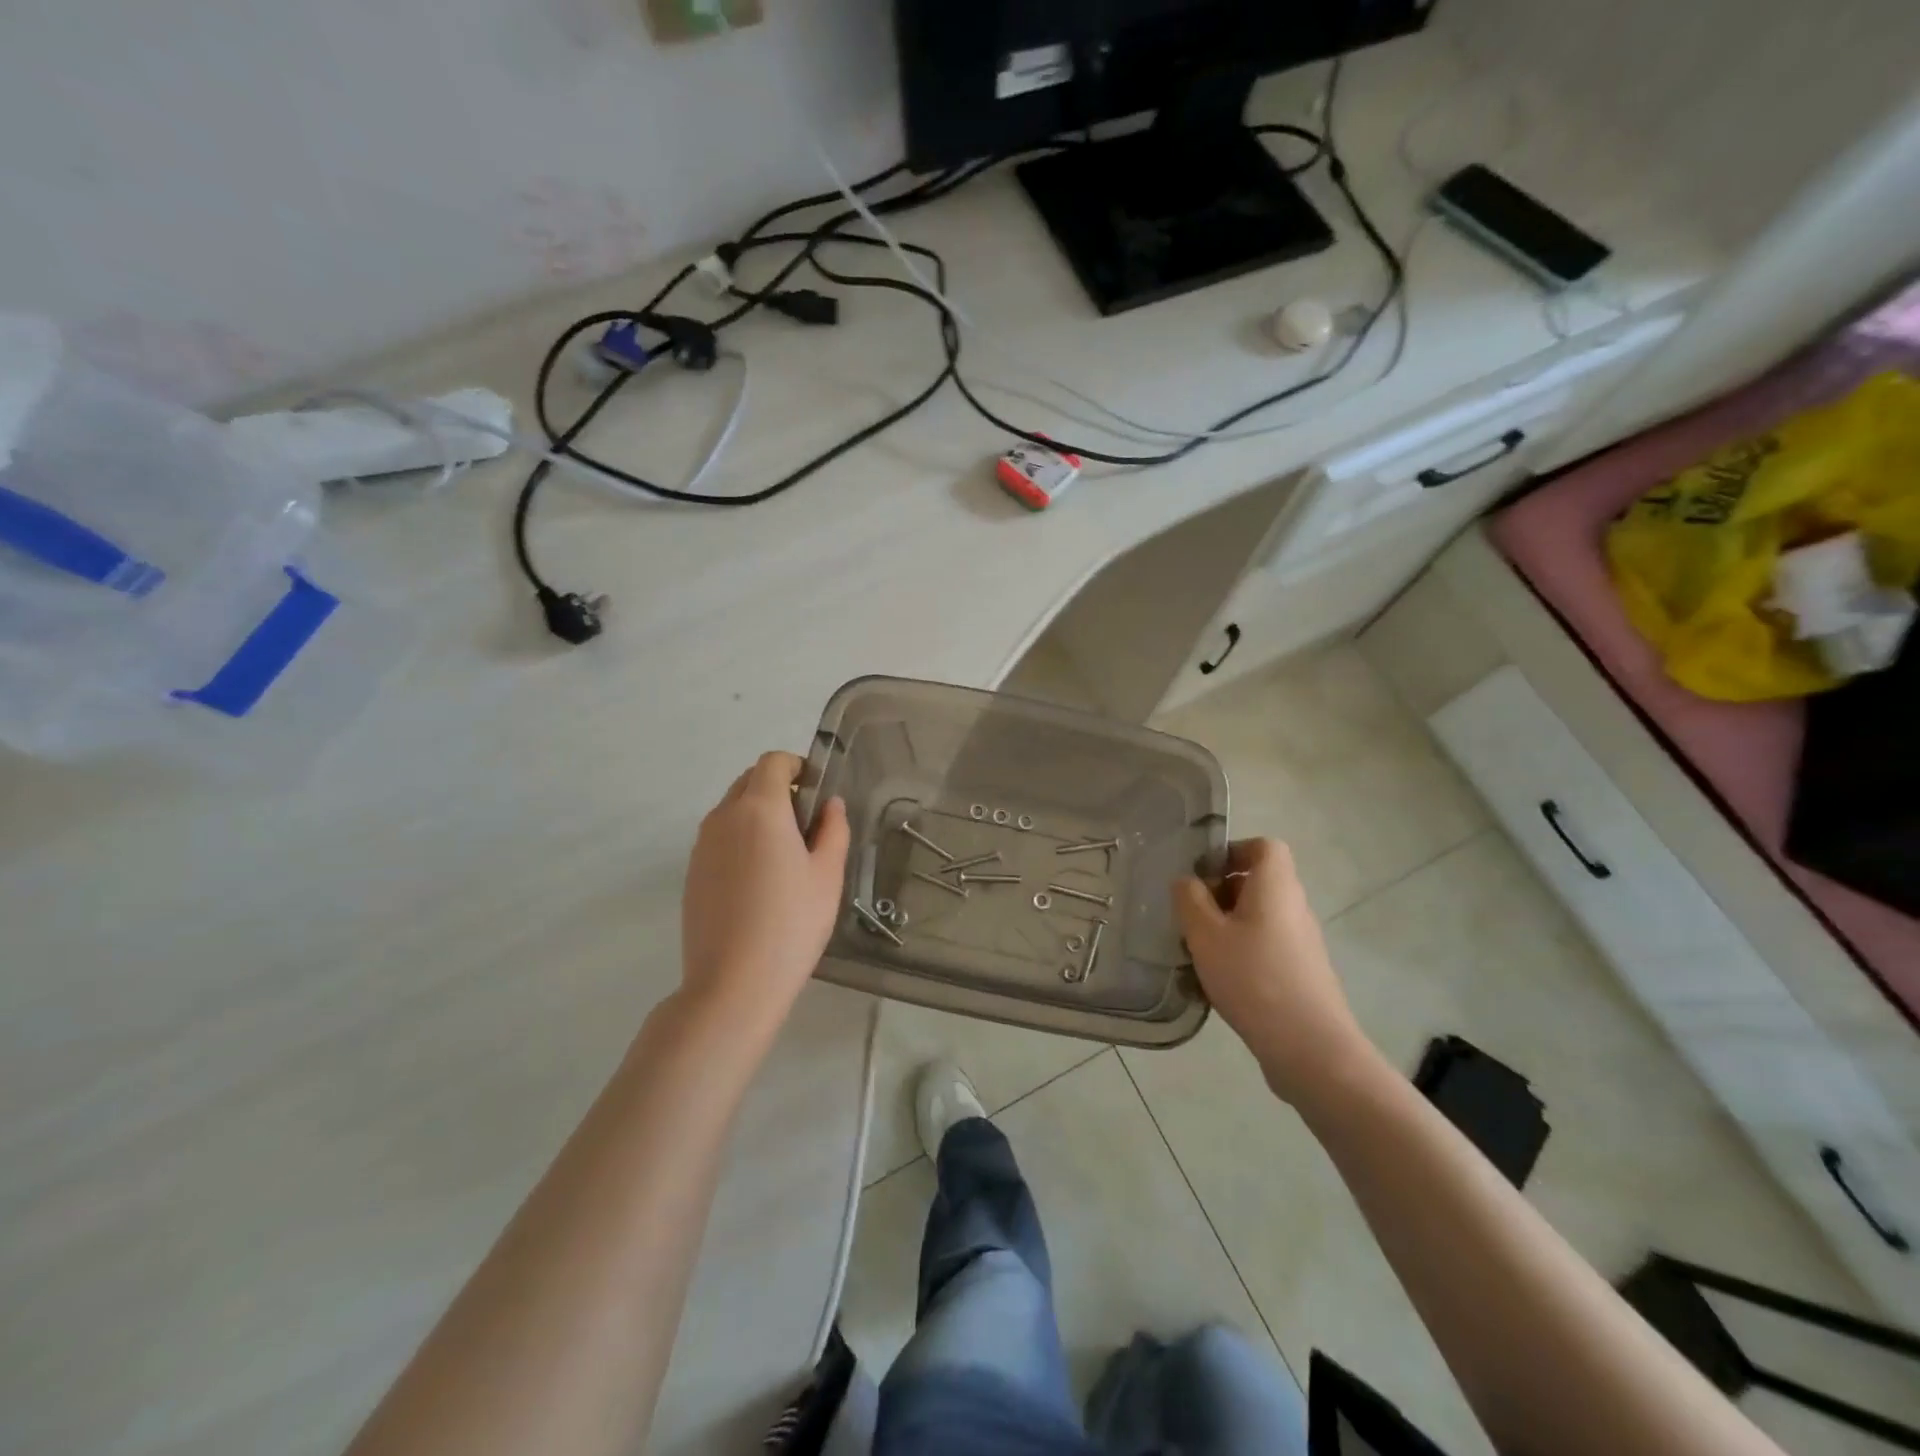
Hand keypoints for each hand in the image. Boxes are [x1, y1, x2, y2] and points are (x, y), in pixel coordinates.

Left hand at [680, 752, 849, 1030]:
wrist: (734, 982)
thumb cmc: (792, 923)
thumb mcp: (828, 875)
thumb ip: (833, 830)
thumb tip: (830, 805)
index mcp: (760, 809)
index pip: (773, 762)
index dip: (797, 766)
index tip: (816, 793)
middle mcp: (724, 817)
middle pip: (749, 781)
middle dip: (778, 788)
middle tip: (806, 825)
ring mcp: (702, 845)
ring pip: (731, 809)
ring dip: (757, 814)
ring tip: (783, 856)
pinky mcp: (691, 872)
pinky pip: (719, 837)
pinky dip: (740, 839)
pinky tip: (758, 881)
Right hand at [1173, 839, 1376, 1105]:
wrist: (1309, 1047)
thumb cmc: (1252, 978)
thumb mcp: (1205, 934)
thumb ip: (1190, 900)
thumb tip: (1187, 881)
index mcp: (1276, 886)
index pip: (1264, 847)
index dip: (1233, 851)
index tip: (1204, 874)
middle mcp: (1295, 906)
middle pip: (1260, 881)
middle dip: (1223, 891)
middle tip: (1192, 914)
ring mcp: (1302, 941)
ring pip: (1261, 915)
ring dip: (1229, 923)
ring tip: (1201, 949)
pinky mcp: (1302, 971)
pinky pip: (1268, 943)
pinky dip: (1243, 949)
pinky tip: (1221, 977)